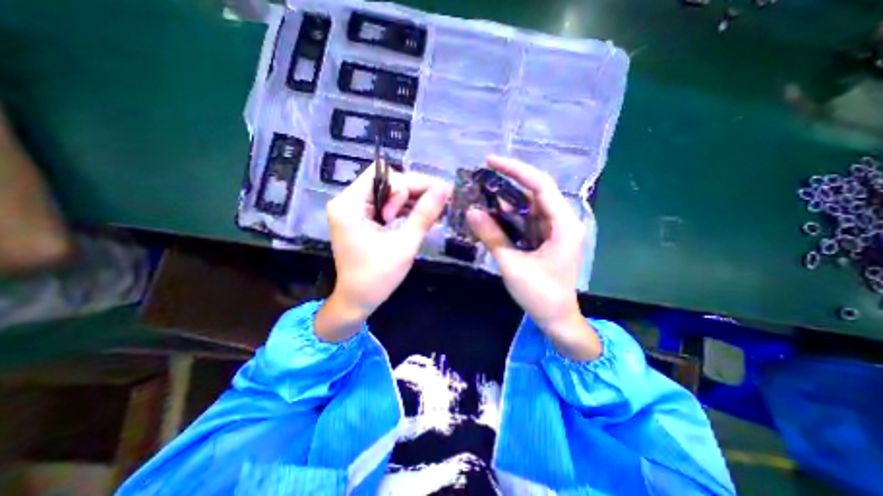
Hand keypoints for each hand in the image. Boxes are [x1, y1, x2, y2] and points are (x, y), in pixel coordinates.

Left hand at [316, 165, 450, 343]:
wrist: (357, 301)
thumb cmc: (378, 277)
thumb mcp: (405, 244)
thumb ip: (424, 214)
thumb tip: (444, 190)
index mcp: (350, 205)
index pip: (384, 176)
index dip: (412, 183)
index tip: (435, 197)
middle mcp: (347, 202)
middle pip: (386, 182)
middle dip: (413, 193)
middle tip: (437, 206)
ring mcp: (352, 210)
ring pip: (388, 193)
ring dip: (411, 201)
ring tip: (434, 212)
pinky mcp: (359, 219)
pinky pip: (385, 205)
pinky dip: (403, 210)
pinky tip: (421, 217)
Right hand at [468, 156, 598, 360]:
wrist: (556, 318)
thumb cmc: (540, 295)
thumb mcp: (512, 265)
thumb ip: (492, 237)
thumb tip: (471, 212)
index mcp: (562, 226)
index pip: (541, 185)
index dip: (516, 170)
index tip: (490, 161)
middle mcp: (561, 222)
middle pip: (535, 192)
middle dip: (508, 182)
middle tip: (481, 177)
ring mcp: (553, 230)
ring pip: (528, 205)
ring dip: (506, 200)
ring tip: (481, 192)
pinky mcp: (544, 238)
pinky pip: (525, 219)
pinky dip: (508, 215)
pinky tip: (491, 213)